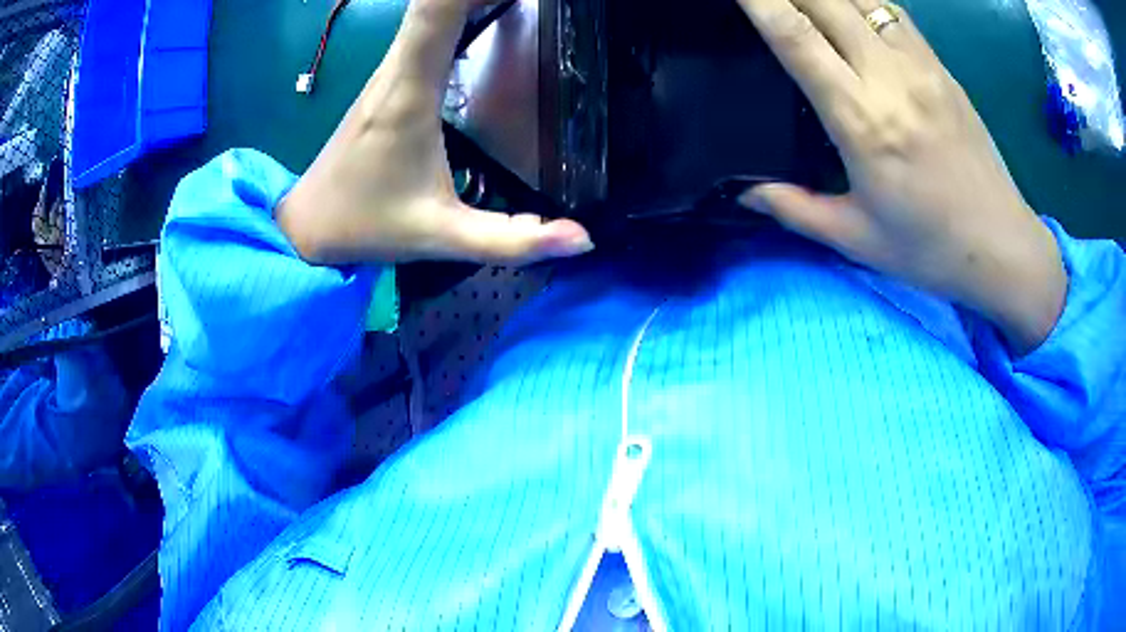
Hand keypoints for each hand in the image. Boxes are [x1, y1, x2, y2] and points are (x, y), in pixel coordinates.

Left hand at [278, 0, 592, 265]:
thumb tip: (582, 239)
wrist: (307, 225)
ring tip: (521, 2)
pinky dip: (460, 8)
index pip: (438, 10)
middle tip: (538, 2)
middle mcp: (398, 67)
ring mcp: (390, 67)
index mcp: (410, 92)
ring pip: (431, 5)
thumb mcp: (442, 238)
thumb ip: (512, 241)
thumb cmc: (367, 226)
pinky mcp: (390, 75)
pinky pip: (426, 22)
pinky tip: (491, 9)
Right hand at [735, 0, 1065, 353]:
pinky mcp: (941, 67)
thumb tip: (742, 192)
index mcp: (862, 120)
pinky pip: (892, 12)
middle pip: (824, 0)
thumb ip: (792, 208)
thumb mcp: (855, 239)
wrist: (1002, 246)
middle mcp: (890, 77)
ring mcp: (921, 65)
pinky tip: (847, 6)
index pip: (796, 36)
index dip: (758, 1)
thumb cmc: (930, 248)